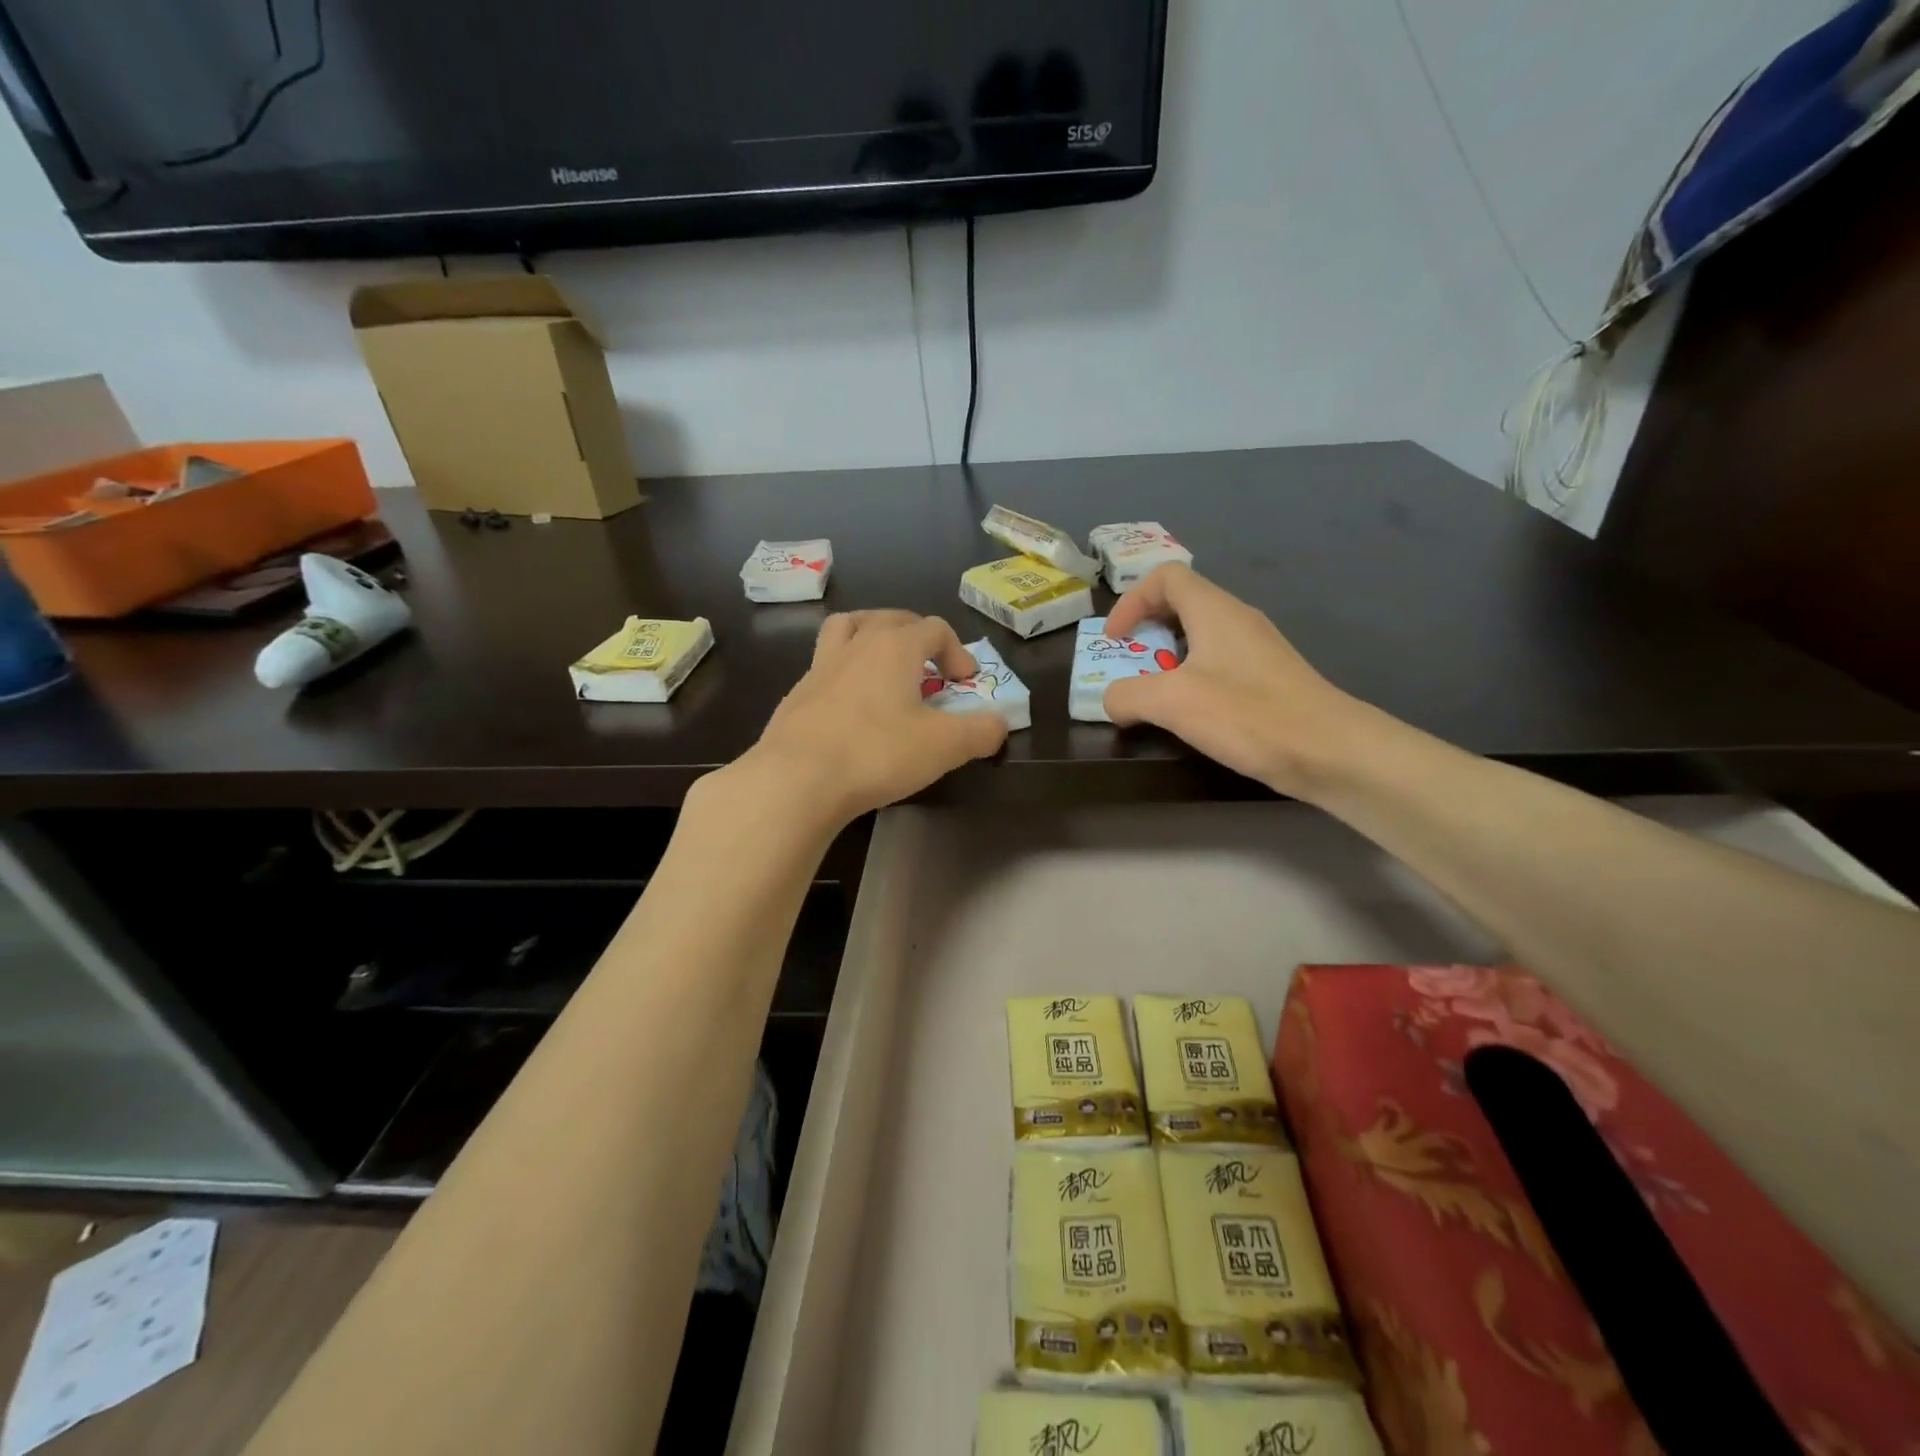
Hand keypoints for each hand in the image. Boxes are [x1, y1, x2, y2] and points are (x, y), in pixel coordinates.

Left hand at [739, 610, 1008, 826]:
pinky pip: (826, 666)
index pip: (934, 628)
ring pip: (848, 629)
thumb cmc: (877, 753)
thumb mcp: (944, 747)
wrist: (796, 779)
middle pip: (891, 620)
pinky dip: (845, 673)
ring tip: (885, 664)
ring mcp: (820, 668)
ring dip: (872, 636)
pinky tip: (851, 706)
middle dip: (918, 636)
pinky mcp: (797, 695)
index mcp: (894, 647)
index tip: (965, 683)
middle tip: (930, 668)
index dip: (958, 652)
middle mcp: (856, 645)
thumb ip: (980, 732)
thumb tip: (1000, 724)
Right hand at [1104, 564, 1365, 799]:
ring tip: (1155, 695)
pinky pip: (1218, 664)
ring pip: (1200, 637)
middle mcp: (1237, 620)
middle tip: (1130, 666)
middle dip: (1146, 631)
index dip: (1131, 601)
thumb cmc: (1248, 714)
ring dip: (1168, 659)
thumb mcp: (1172, 702)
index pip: (1165, 577)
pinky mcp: (1268, 679)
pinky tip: (1191, 714)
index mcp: (1214, 610)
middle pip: (1181, 604)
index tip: (1115, 641)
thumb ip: (1128, 695)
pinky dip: (1192, 679)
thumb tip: (1113, 701)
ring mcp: (1257, 650)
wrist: (1330, 751)